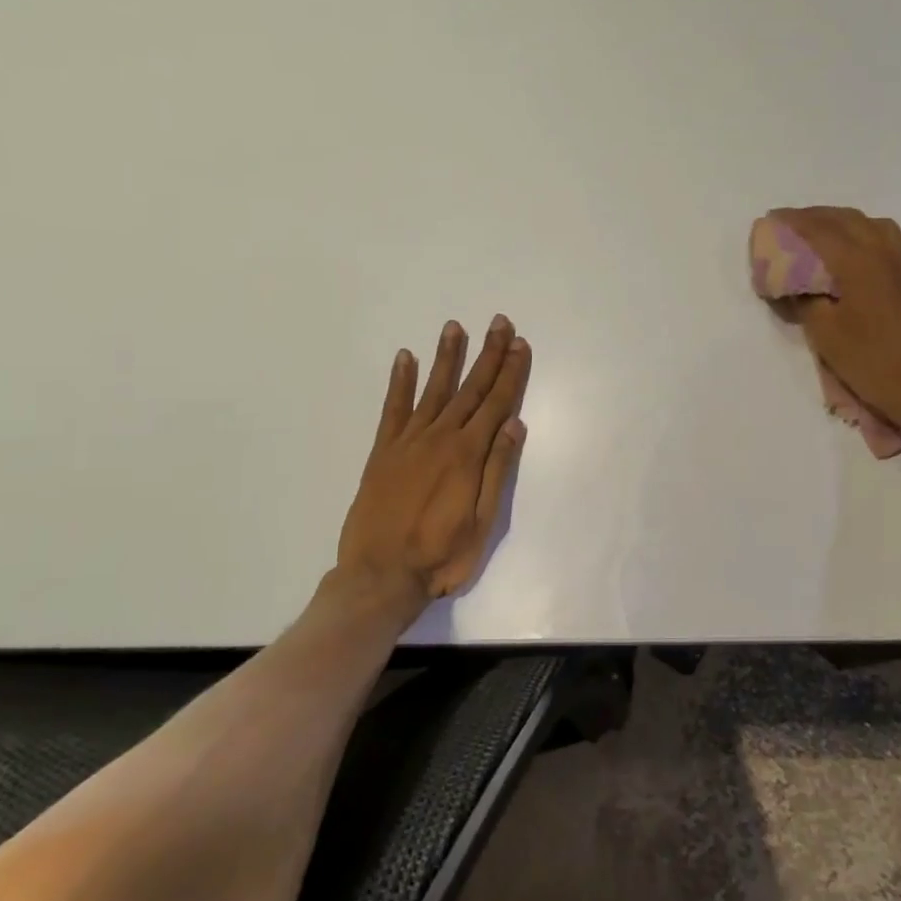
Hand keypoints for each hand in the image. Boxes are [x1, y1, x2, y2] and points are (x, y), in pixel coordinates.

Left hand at [336, 316, 530, 614]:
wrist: (380, 576)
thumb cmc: (441, 556)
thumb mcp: (484, 522)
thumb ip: (498, 470)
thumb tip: (515, 424)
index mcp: (468, 454)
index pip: (496, 403)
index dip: (511, 373)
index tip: (520, 344)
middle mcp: (440, 438)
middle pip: (470, 389)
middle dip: (488, 355)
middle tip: (500, 323)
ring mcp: (408, 442)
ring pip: (433, 390)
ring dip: (447, 357)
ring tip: (455, 327)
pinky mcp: (383, 451)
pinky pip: (393, 408)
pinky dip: (400, 382)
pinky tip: (406, 358)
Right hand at [766, 206, 900, 437]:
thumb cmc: (875, 364)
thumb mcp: (827, 336)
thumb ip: (807, 302)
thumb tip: (796, 285)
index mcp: (861, 262)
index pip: (821, 230)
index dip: (794, 222)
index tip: (772, 219)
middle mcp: (888, 252)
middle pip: (849, 220)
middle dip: (818, 216)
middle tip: (793, 225)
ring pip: (876, 226)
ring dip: (845, 223)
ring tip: (824, 234)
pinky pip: (892, 242)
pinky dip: (867, 236)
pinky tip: (858, 255)